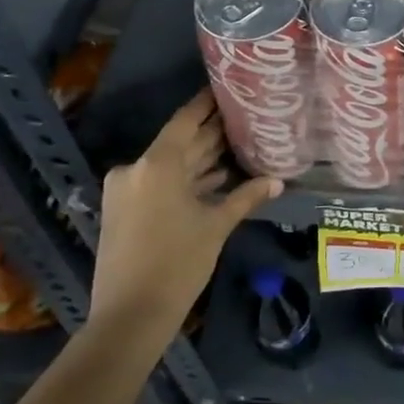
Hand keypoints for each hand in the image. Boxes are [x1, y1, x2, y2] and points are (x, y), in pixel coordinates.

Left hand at [91, 90, 281, 349]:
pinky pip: (160, 183)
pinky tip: (216, 178)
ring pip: (171, 165)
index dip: (207, 104)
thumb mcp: (216, 226)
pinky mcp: (125, 210)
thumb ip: (246, 197)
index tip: (227, 87)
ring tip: (239, 145)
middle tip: (244, 117)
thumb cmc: (178, 264)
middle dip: (211, 133)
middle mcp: (137, 169)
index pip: (186, 121)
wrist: (130, 316)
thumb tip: (278, 180)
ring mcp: (127, 191)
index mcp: (157, 165)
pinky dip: (186, 180)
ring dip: (201, 159)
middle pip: (180, 143)